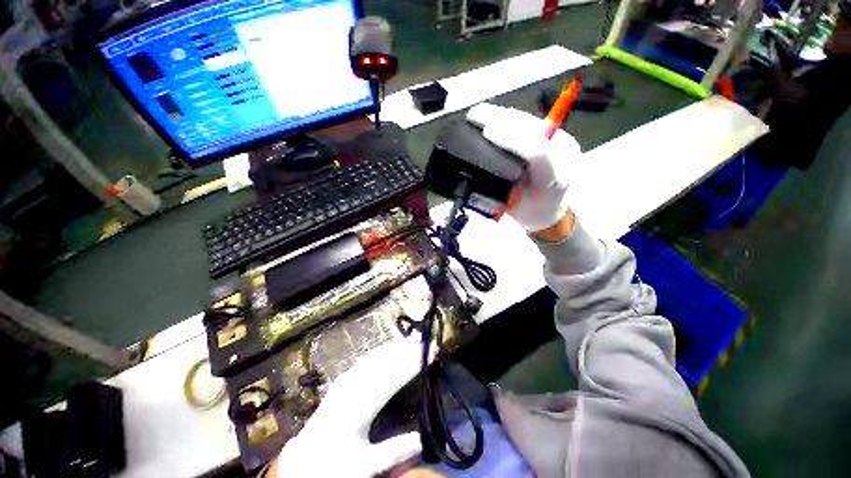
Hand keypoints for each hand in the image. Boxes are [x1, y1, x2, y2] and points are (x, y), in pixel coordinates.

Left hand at [271, 338, 423, 476]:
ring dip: (398, 346)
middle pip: (386, 361)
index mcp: (359, 406)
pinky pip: (369, 358)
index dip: (414, 362)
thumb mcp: (364, 466)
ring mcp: (347, 378)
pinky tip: (394, 347)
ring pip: (378, 356)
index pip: (393, 377)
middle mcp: (353, 385)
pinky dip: (386, 350)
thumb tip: (422, 438)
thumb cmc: (335, 465)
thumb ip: (394, 451)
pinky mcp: (345, 377)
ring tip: (416, 338)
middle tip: (429, 340)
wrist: (304, 459)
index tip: (433, 351)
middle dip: (409, 349)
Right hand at [466, 103, 580, 231]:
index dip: (512, 139)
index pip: (537, 152)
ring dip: (503, 115)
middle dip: (502, 119)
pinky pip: (528, 123)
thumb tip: (480, 172)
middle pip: (533, 128)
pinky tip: (492, 117)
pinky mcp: (554, 136)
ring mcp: (560, 141)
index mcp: (556, 177)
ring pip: (530, 121)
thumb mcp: (514, 210)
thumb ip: (500, 194)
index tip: (486, 131)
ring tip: (479, 113)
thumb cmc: (532, 213)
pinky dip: (508, 120)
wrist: (553, 210)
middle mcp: (563, 153)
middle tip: (474, 114)